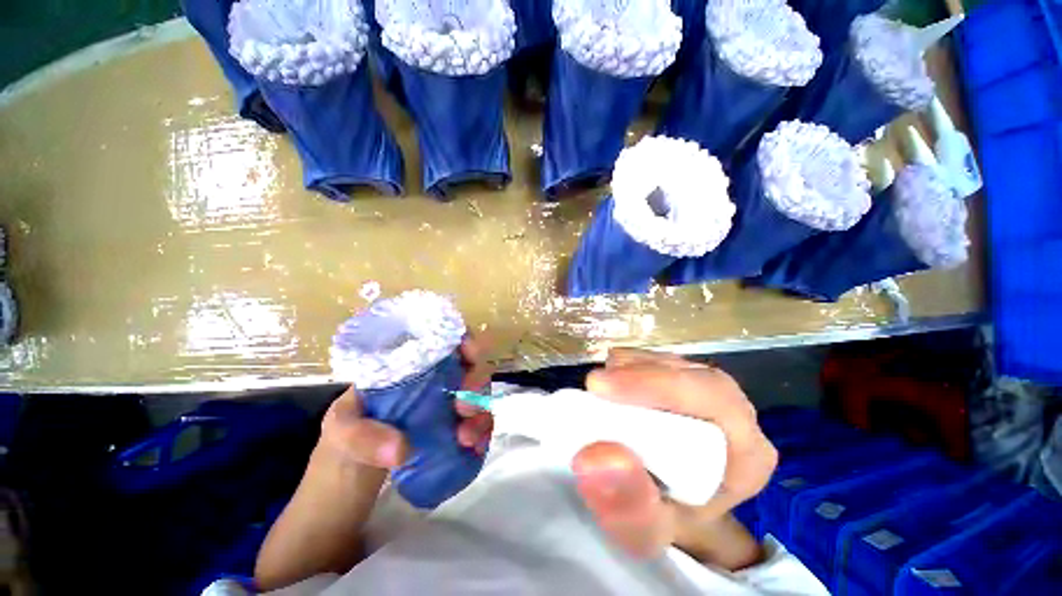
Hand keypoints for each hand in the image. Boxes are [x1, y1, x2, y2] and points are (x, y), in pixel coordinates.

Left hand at [317, 337, 495, 469]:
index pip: (445, 341)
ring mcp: (446, 407)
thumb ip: (362, 435)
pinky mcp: (454, 432)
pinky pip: (479, 424)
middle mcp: (434, 382)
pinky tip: (474, 448)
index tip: (471, 354)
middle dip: (477, 380)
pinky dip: (483, 433)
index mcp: (410, 368)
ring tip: (467, 438)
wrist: (347, 491)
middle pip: (470, 366)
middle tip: (465, 407)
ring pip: (479, 395)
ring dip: (481, 413)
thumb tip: (403, 448)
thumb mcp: (341, 432)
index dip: (465, 340)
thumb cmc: (341, 447)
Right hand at [573, 348, 776, 565]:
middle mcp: (733, 413)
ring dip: (628, 369)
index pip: (712, 399)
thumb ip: (629, 506)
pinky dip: (626, 367)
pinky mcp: (680, 381)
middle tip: (595, 385)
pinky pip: (653, 360)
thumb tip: (595, 457)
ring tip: (600, 390)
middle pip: (687, 372)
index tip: (603, 389)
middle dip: (637, 374)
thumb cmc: (666, 521)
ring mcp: (705, 392)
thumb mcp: (647, 532)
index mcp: (747, 453)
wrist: (672, 510)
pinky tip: (611, 386)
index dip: (656, 386)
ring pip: (667, 361)